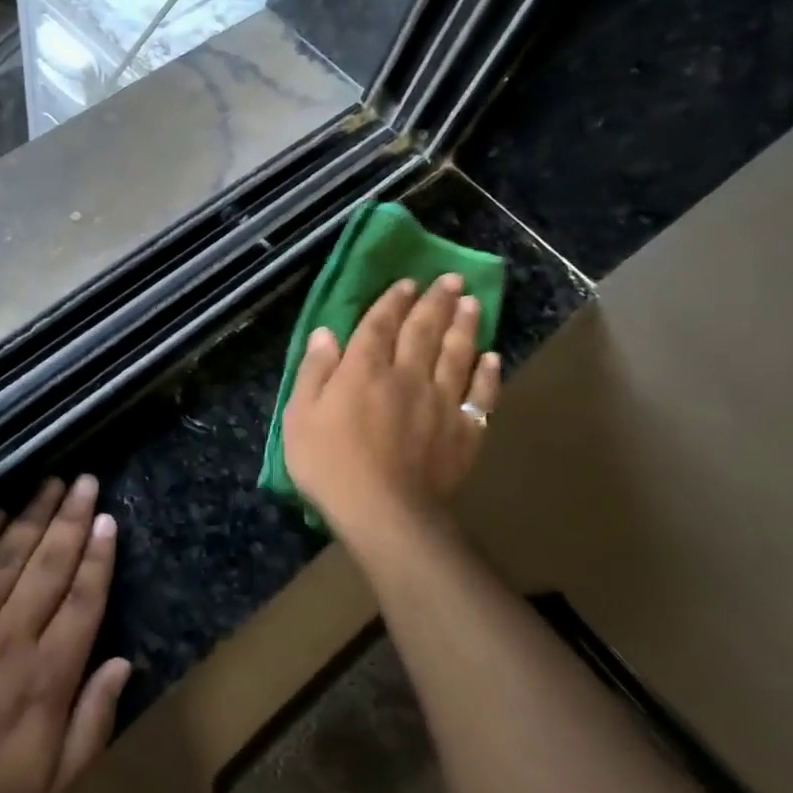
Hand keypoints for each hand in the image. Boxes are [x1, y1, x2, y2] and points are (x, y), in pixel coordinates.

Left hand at [0, 476, 131, 792]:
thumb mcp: (55, 788)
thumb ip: (94, 723)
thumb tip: (123, 663)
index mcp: (48, 675)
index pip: (83, 600)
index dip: (98, 557)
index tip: (108, 520)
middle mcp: (12, 635)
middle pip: (49, 564)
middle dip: (71, 518)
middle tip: (86, 480)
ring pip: (8, 556)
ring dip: (33, 515)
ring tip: (52, 482)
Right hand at [282, 273, 501, 566]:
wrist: (383, 512)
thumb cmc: (329, 464)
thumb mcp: (300, 416)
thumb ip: (314, 372)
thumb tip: (326, 334)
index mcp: (364, 370)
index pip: (380, 325)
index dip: (393, 301)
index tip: (408, 282)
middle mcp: (406, 375)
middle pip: (424, 331)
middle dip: (437, 302)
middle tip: (451, 280)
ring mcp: (440, 402)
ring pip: (457, 354)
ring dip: (465, 326)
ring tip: (473, 304)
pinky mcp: (463, 431)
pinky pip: (480, 396)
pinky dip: (487, 375)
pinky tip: (492, 359)